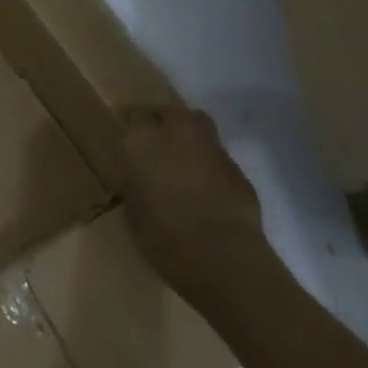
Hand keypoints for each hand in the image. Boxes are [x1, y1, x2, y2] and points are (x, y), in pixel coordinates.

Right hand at [119, 106, 282, 305]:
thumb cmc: (161, 235)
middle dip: (164, 121)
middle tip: (157, 143)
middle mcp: (177, 134)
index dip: (133, 125)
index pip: (134, 115)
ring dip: (190, 137)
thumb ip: (137, 184)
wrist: (220, 255)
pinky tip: (207, 187)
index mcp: (142, 141)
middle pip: (171, 112)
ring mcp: (212, 148)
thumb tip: (143, 180)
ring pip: (200, 126)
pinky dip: (210, 164)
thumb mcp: (133, 209)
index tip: (129, 138)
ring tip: (183, 160)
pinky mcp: (238, 169)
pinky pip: (218, 156)